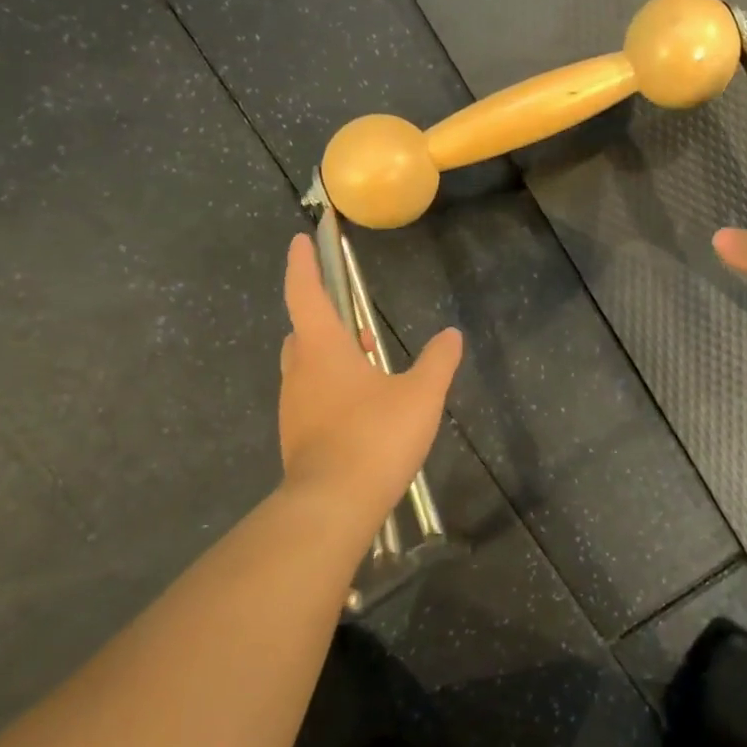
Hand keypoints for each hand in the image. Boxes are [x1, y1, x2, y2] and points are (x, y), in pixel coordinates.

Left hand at [277, 234, 461, 533]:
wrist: (332, 505)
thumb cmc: (375, 437)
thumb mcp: (420, 395)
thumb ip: (438, 362)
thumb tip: (451, 335)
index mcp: (322, 349)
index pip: (305, 294)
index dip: (301, 264)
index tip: (299, 241)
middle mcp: (300, 372)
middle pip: (303, 332)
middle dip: (324, 320)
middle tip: (355, 322)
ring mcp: (294, 407)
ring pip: (307, 367)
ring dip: (331, 357)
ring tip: (367, 364)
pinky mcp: (298, 437)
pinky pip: (312, 397)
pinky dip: (331, 389)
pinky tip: (361, 408)